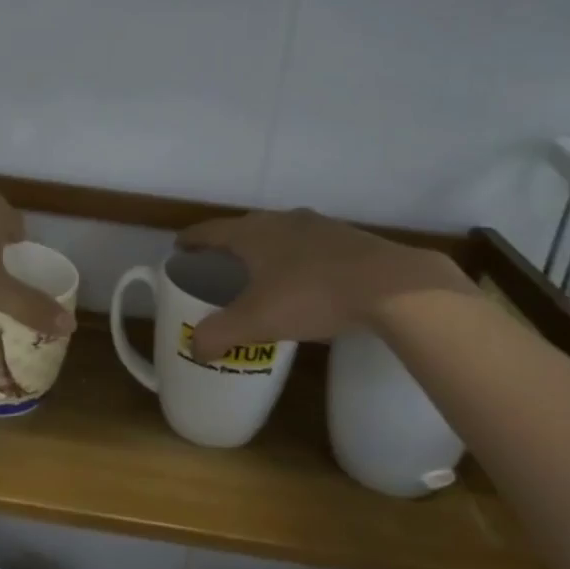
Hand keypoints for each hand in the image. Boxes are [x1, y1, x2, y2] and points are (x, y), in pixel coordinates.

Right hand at [176, 209, 472, 360]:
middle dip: (229, 246)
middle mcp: (282, 220)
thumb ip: (220, 334)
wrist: (390, 286)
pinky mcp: (348, 239)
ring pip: (280, 235)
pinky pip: (309, 246)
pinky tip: (306, 281)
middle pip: (245, 229)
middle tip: (219, 267)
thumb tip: (195, 348)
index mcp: (253, 233)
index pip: (210, 231)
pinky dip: (297, 259)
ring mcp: (318, 226)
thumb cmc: (311, 295)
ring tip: (261, 275)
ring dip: (266, 251)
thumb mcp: (257, 321)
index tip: (179, 248)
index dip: (192, 240)